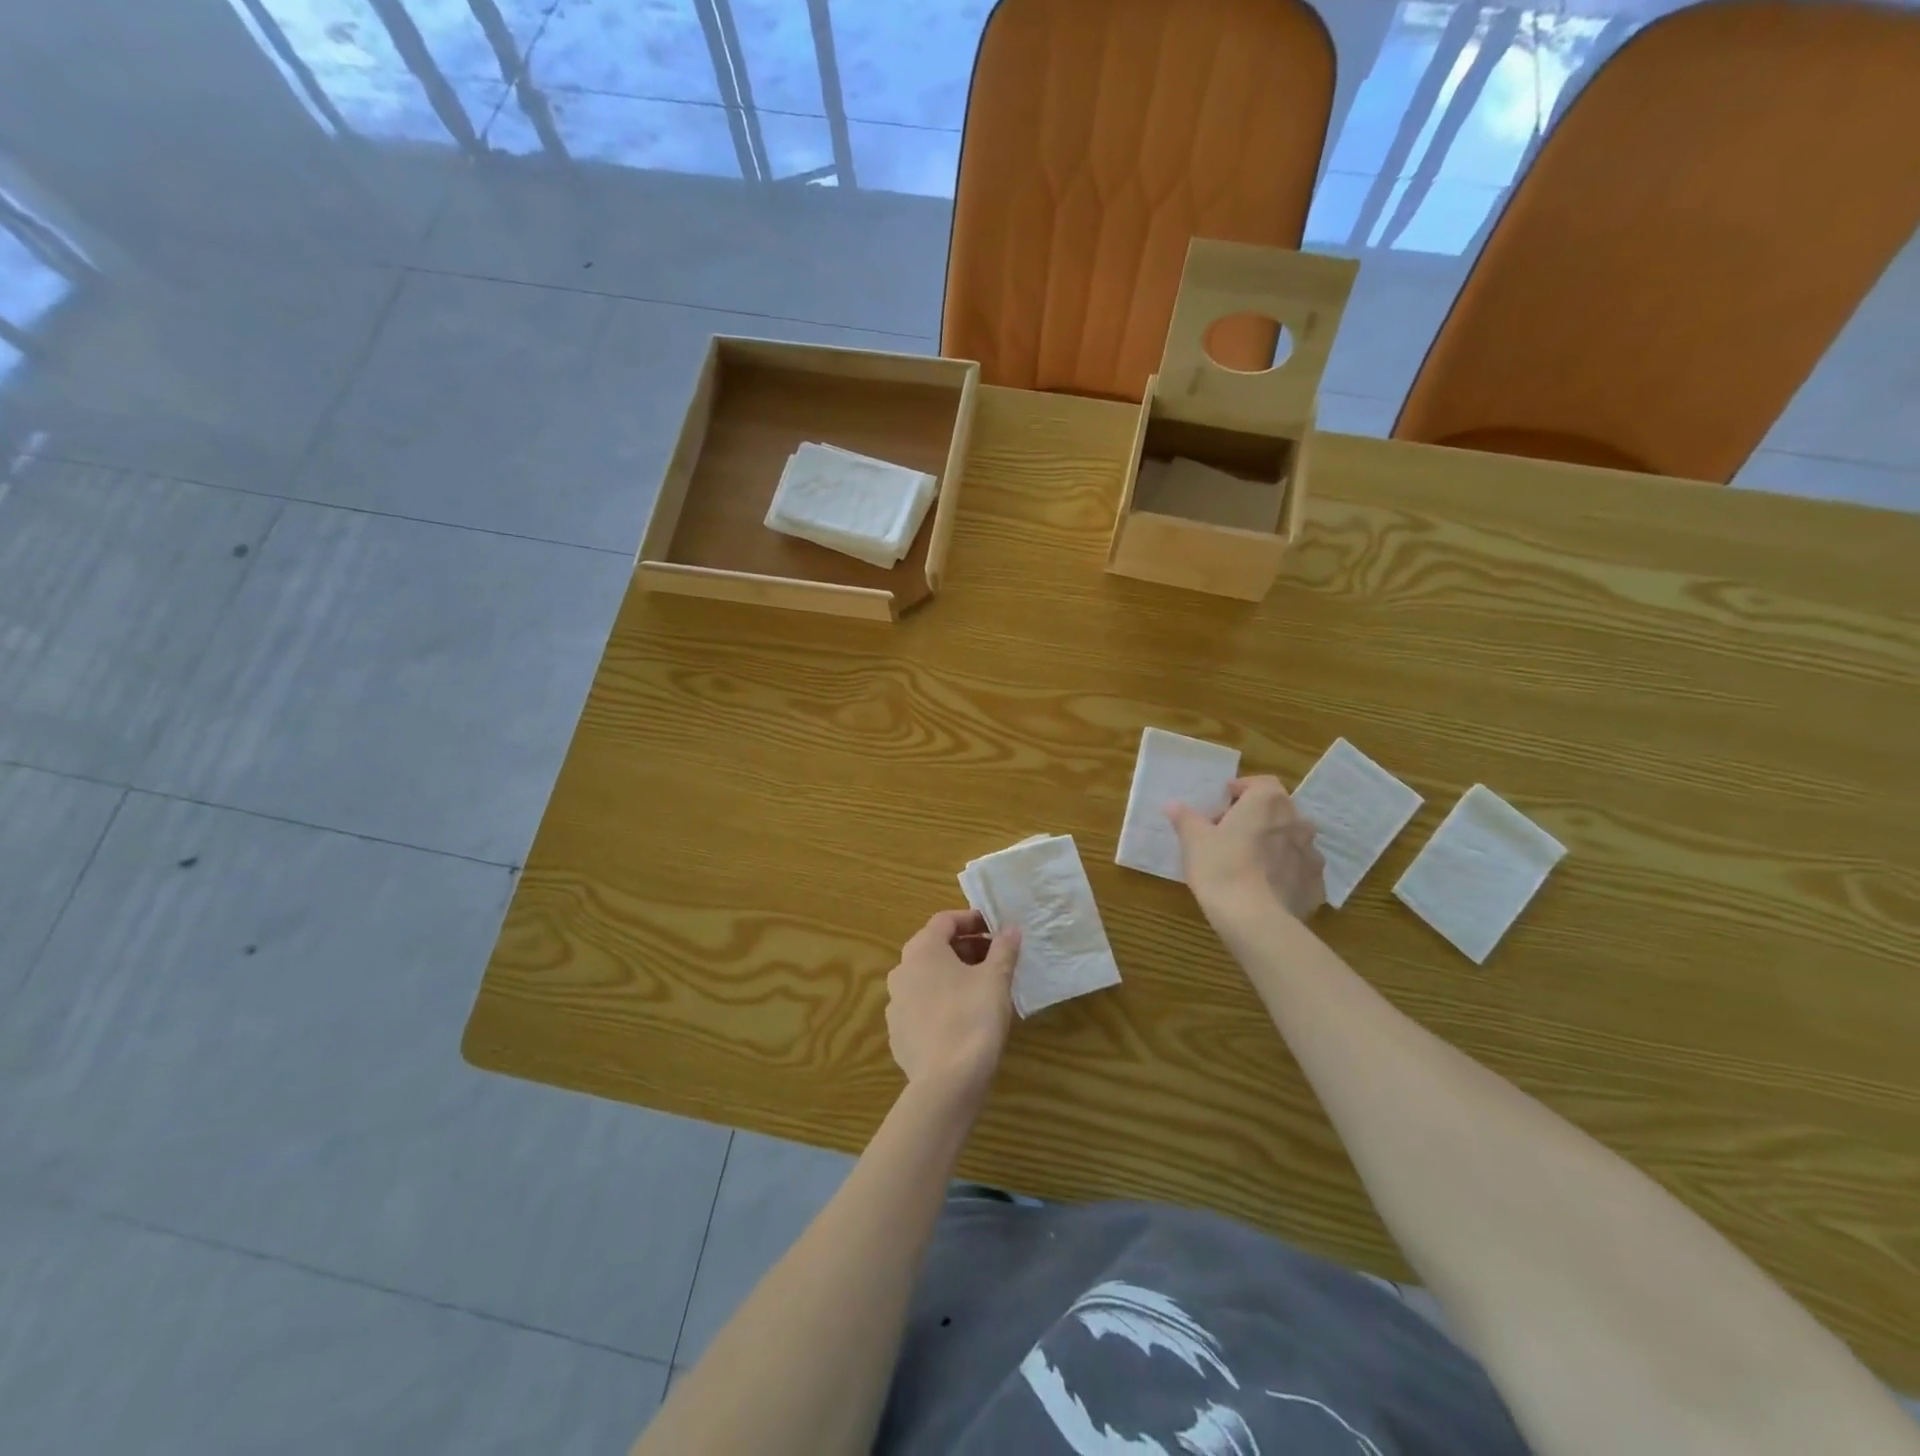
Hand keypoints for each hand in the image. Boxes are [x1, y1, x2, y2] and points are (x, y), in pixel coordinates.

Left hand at [885, 910, 1021, 1101]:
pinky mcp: (898, 1034)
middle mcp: (901, 971)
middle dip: (965, 948)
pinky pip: (921, 1006)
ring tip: (982, 987)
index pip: (944, 920)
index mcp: (922, 950)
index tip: (995, 928)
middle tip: (995, 957)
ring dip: (952, 975)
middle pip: (934, 948)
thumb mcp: (996, 979)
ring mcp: (895, 1004)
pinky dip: (941, 1002)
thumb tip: (1011, 929)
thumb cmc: (973, 1018)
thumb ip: (1004, 949)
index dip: (971, 919)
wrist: (946, 1083)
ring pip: (926, 978)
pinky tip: (963, 1018)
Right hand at [1167, 776, 1326, 920]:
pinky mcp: (1316, 885)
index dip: (1242, 790)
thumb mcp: (1193, 840)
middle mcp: (1297, 821)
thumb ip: (1185, 818)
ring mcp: (1312, 854)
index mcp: (1268, 802)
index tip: (1224, 803)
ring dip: (1274, 844)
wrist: (1254, 919)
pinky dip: (1286, 873)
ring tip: (1250, 862)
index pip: (1261, 783)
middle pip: (1278, 811)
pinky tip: (1266, 887)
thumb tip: (1174, 805)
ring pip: (1291, 841)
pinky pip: (1300, 871)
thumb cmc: (1221, 867)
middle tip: (1231, 834)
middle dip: (1257, 818)